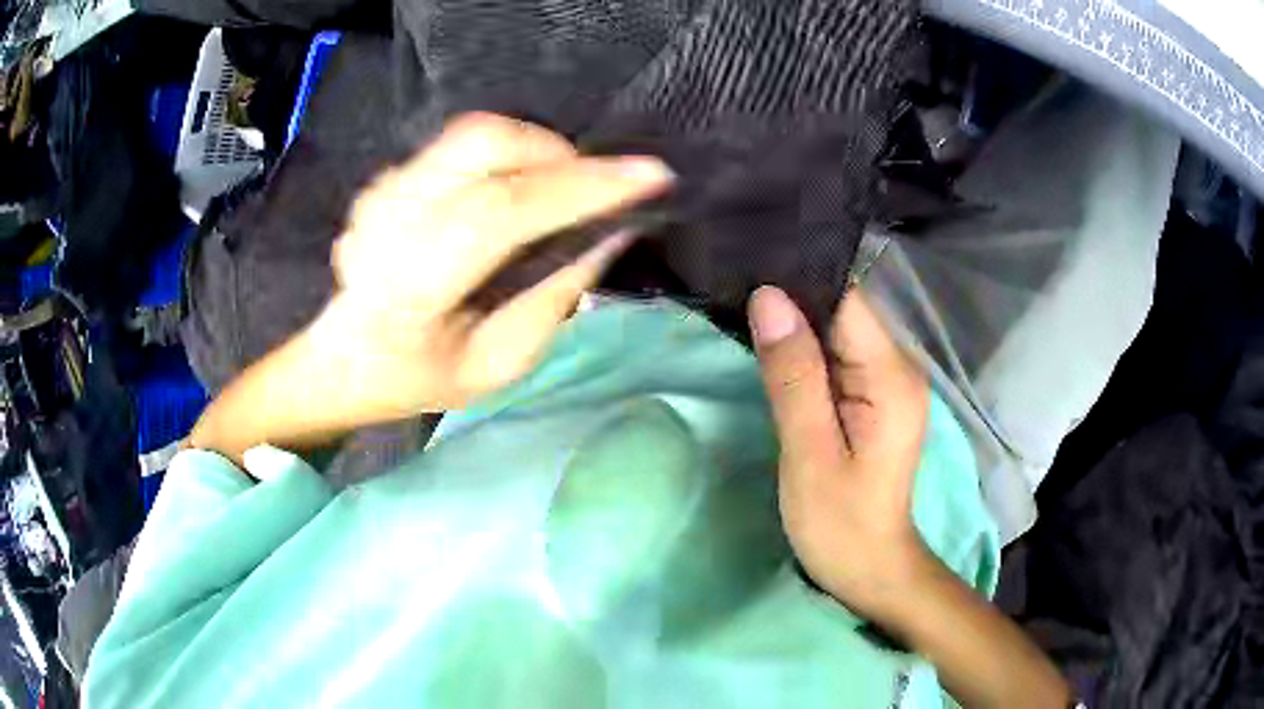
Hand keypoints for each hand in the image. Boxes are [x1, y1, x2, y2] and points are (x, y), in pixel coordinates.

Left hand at [317, 112, 673, 419]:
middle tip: (589, 186)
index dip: (581, 186)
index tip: (652, 174)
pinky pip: (459, 144)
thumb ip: (555, 294)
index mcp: (409, 289)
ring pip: (474, 133)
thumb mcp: (499, 362)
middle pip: (483, 142)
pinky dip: (502, 158)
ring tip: (553, 191)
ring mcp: (380, 191)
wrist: (344, 358)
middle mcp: (387, 221)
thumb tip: (612, 229)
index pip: (502, 212)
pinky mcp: (385, 177)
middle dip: (556, 152)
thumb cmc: (422, 376)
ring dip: (532, 151)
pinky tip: (503, 196)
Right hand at [747, 285, 931, 619]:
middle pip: (843, 310)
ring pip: (837, 331)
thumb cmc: (840, 523)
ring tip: (743, 317)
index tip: (748, 271)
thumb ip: (793, 376)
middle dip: (791, 300)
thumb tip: (768, 298)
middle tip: (733, 294)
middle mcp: (898, 366)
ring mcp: (887, 381)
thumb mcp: (809, 454)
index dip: (799, 282)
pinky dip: (803, 351)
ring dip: (794, 326)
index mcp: (890, 377)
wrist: (870, 568)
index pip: (847, 300)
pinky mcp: (873, 396)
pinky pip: (836, 356)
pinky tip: (771, 351)